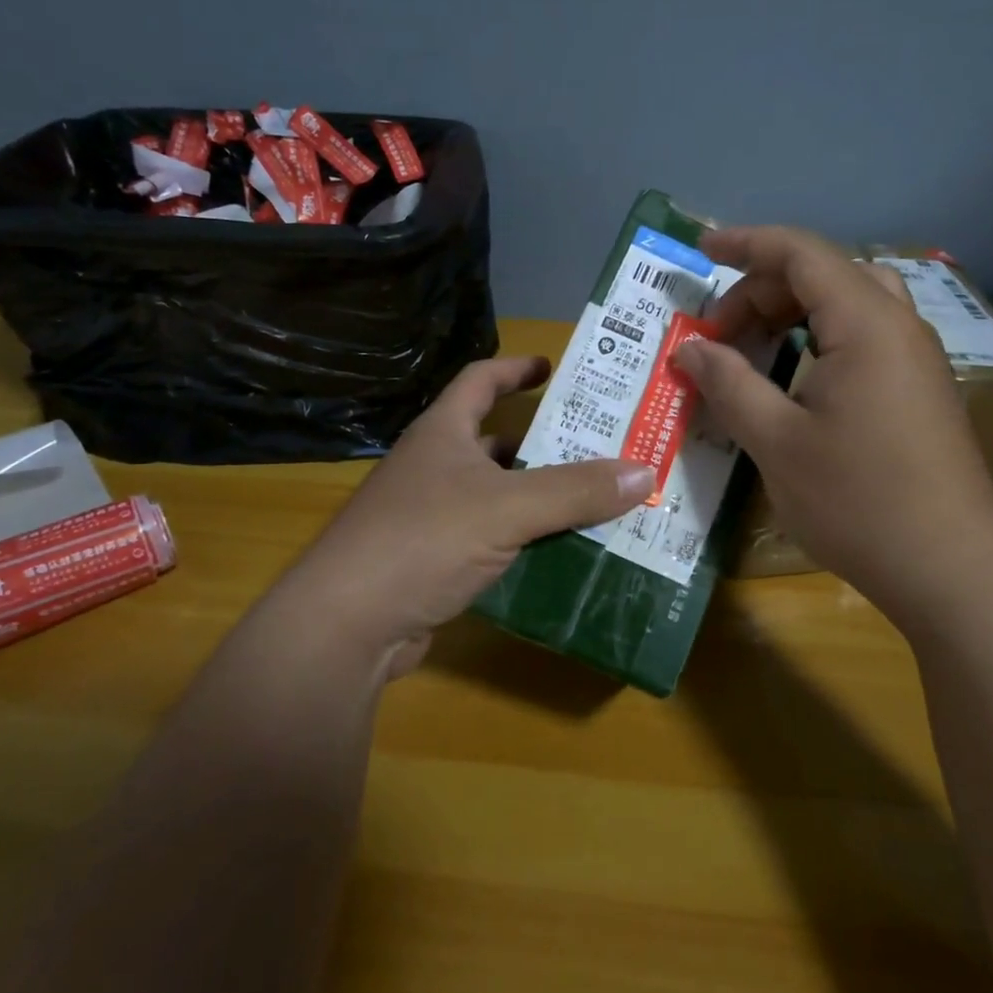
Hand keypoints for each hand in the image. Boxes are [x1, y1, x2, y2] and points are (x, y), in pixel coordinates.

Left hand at [275, 356, 654, 677]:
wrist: (348, 625)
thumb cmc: (423, 540)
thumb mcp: (507, 508)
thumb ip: (575, 490)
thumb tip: (644, 471)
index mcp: (443, 434)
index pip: (480, 380)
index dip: (515, 368)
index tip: (554, 367)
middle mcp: (434, 466)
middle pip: (495, 440)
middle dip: (544, 442)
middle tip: (599, 445)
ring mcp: (430, 515)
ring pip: (497, 493)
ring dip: (539, 495)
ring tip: (594, 498)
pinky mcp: (434, 560)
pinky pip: (492, 537)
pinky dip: (524, 539)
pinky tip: (561, 550)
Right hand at [673, 227, 992, 601]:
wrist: (950, 567)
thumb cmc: (857, 499)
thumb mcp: (776, 441)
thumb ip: (728, 384)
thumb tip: (689, 349)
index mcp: (866, 323)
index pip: (801, 253)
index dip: (747, 243)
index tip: (701, 249)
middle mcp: (898, 326)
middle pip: (824, 274)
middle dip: (763, 289)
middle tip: (717, 335)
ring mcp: (916, 358)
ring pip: (848, 304)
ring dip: (793, 312)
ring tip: (752, 348)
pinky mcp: (920, 389)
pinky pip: (864, 337)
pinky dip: (820, 339)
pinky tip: (794, 380)